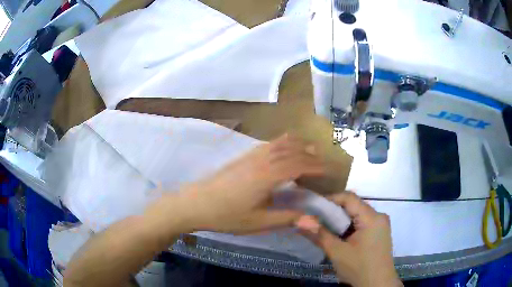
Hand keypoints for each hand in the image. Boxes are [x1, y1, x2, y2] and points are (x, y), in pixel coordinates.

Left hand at [176, 134, 324, 233]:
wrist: (196, 203)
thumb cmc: (227, 215)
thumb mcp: (259, 221)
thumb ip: (289, 219)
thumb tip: (316, 222)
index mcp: (269, 175)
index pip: (300, 165)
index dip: (318, 166)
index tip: (331, 170)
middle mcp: (263, 160)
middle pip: (293, 151)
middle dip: (311, 156)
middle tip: (324, 164)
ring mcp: (251, 155)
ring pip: (280, 143)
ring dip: (298, 145)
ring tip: (310, 152)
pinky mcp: (243, 157)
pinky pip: (268, 143)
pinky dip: (282, 142)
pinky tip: (284, 147)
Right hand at [295, 192, 401, 286]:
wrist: (377, 284)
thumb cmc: (359, 268)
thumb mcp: (337, 252)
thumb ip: (320, 235)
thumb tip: (301, 220)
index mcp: (372, 217)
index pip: (349, 198)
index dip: (330, 198)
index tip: (313, 206)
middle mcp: (379, 216)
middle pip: (354, 205)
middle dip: (334, 211)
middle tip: (316, 218)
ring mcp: (381, 225)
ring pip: (358, 215)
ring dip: (341, 220)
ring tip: (325, 227)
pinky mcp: (380, 233)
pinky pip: (363, 223)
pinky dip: (349, 227)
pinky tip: (340, 236)